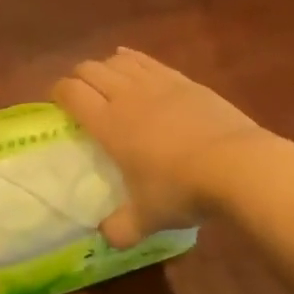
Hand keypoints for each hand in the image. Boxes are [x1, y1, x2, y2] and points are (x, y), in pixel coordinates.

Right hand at [52, 49, 272, 246]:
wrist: (236, 164)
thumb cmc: (182, 189)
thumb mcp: (147, 218)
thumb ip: (121, 228)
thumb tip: (107, 237)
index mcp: (109, 124)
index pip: (72, 93)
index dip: (58, 92)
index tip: (57, 102)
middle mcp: (126, 96)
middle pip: (91, 70)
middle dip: (79, 77)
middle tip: (79, 94)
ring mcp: (157, 83)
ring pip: (119, 61)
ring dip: (105, 66)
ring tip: (105, 79)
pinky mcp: (183, 80)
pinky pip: (148, 60)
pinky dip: (132, 57)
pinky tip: (129, 59)